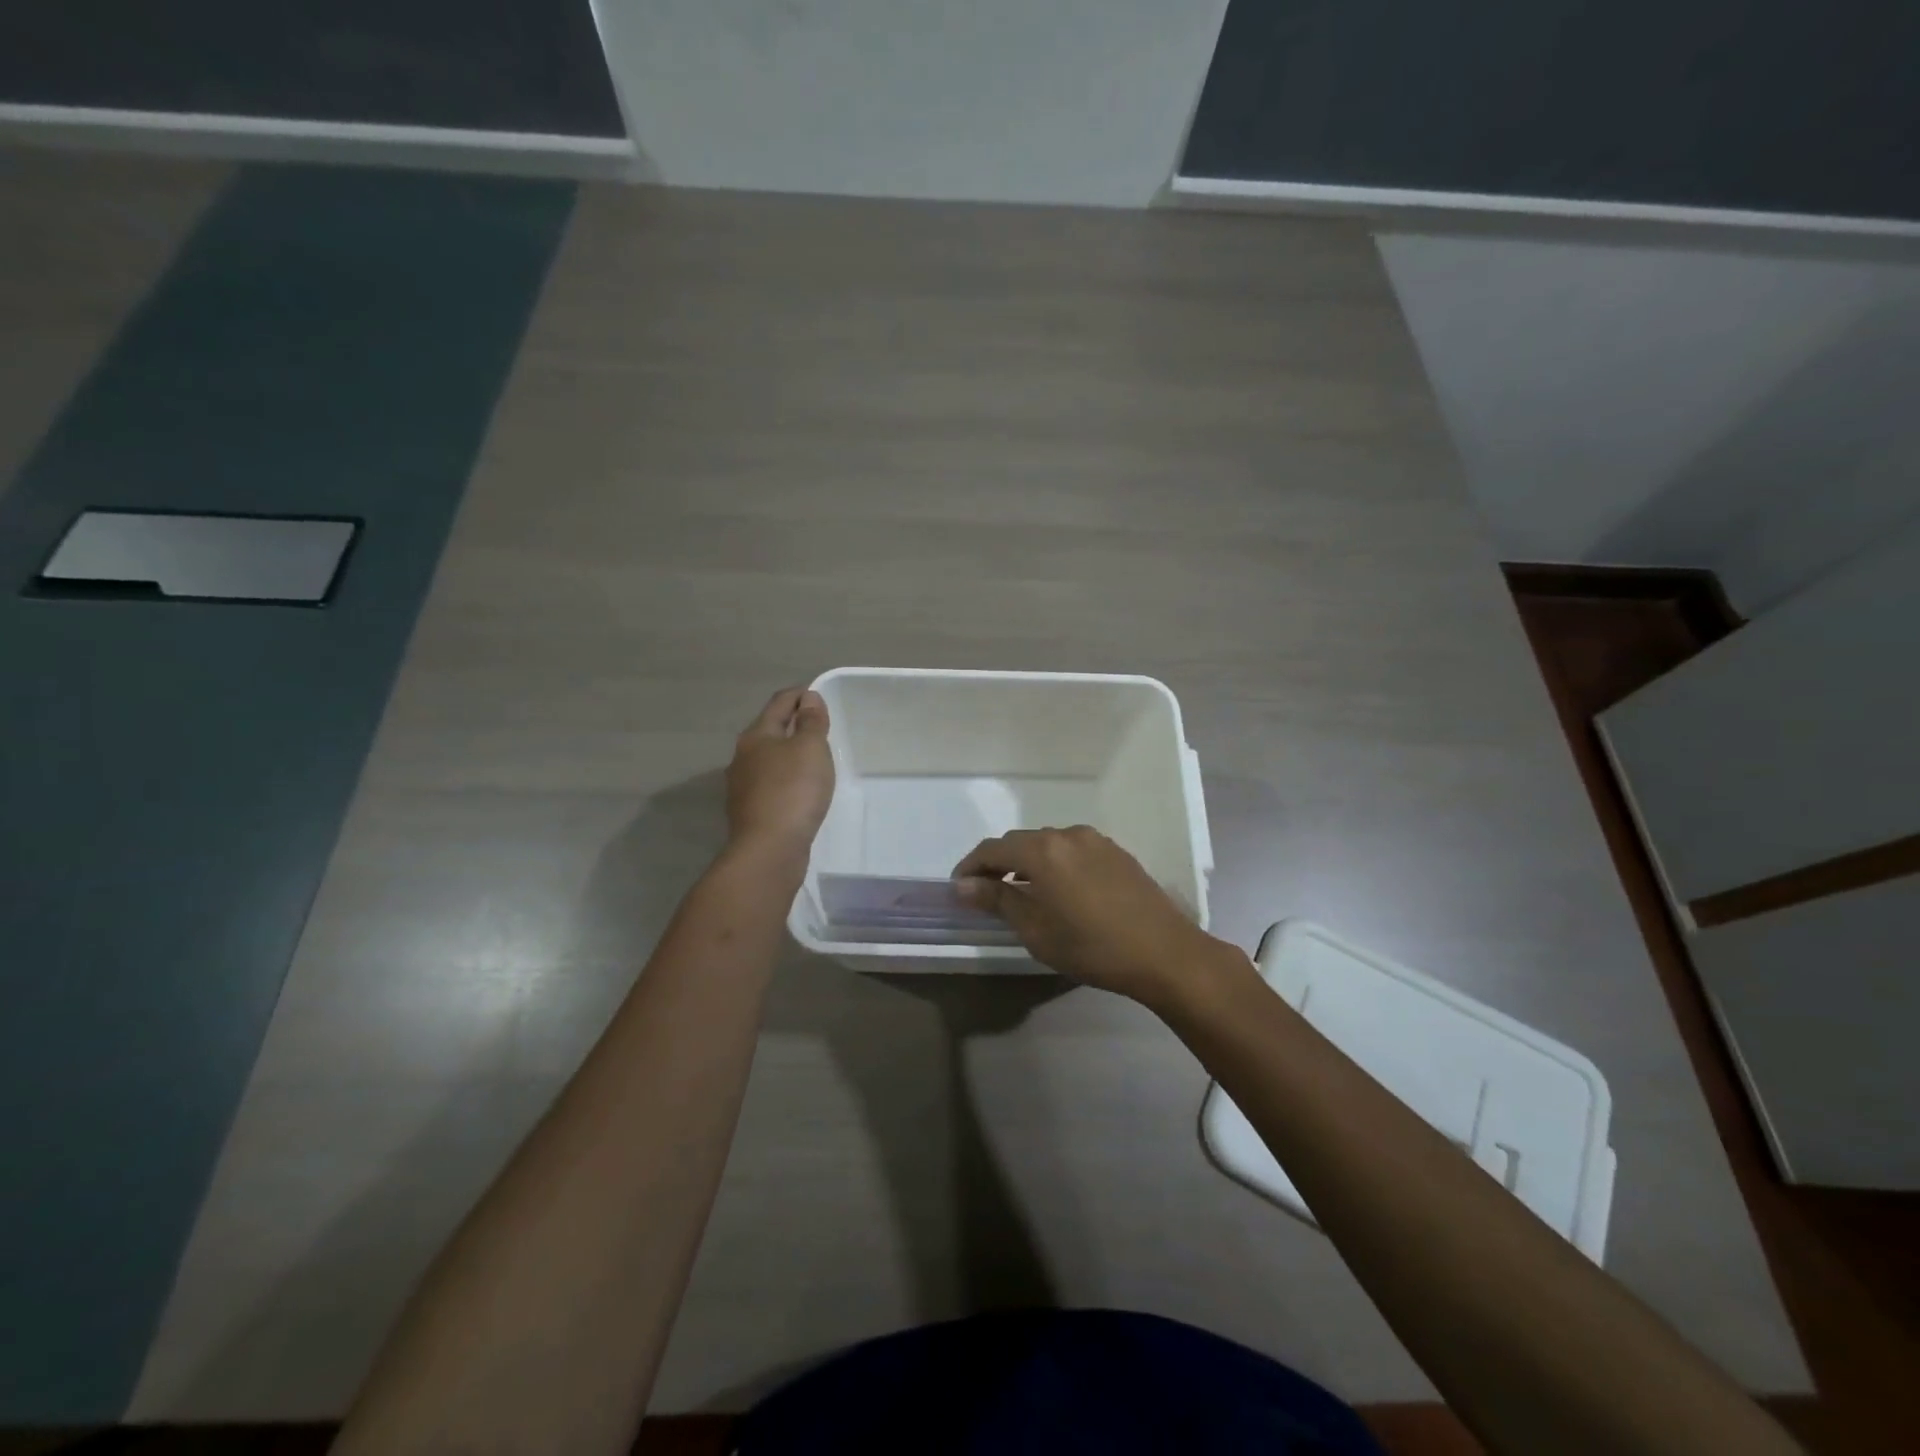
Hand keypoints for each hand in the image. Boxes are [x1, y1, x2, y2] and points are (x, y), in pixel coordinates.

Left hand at [726, 687, 833, 852]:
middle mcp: (743, 757)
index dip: (800, 695)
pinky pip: (771, 785)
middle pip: (770, 730)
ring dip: (788, 755)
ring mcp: (743, 786)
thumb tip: (808, 698)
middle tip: (820, 728)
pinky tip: (800, 790)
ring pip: (769, 759)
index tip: (819, 696)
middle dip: (793, 725)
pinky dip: (786, 779)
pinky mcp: (750, 812)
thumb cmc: (793, 790)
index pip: (779, 703)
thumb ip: (811, 721)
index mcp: (756, 735)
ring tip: (813, 759)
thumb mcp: (810, 748)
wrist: (769, 849)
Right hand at [952, 826, 1228, 1006]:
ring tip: (1023, 894)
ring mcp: (1096, 841)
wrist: (1164, 953)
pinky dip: (1056, 864)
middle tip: (987, 893)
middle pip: (1020, 842)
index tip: (959, 888)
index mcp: (1043, 850)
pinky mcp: (1116, 852)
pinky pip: (1073, 850)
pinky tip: (1060, 891)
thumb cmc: (1092, 947)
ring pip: (1048, 844)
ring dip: (1028, 863)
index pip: (993, 849)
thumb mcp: (1036, 930)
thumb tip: (964, 885)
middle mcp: (1067, 834)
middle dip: (998, 864)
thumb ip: (998, 900)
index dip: (971, 866)